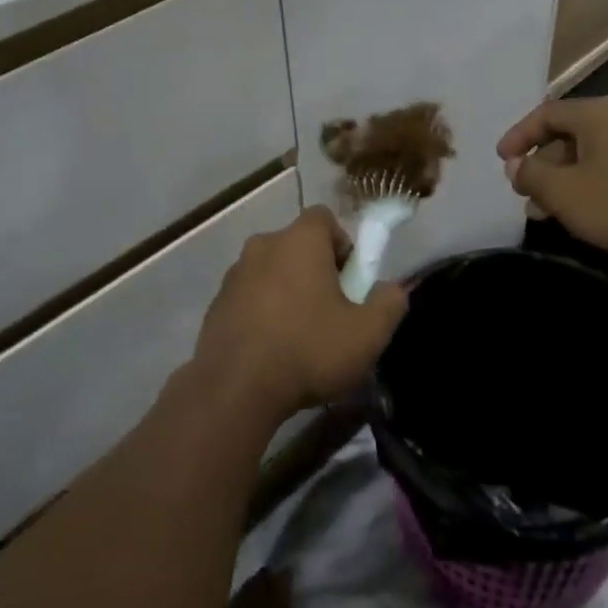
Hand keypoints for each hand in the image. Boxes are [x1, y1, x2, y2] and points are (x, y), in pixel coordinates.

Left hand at [192, 207, 407, 424]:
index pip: (324, 219)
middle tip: (332, 314)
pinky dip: (263, 313)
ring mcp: (234, 274)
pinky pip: (250, 297)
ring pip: (272, 272)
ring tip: (301, 338)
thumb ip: (389, 303)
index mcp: (299, 240)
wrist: (234, 389)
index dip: (343, 245)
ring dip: (288, 293)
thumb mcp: (367, 334)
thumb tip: (392, 289)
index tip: (350, 282)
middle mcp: (263, 245)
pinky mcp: (216, 303)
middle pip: (298, 247)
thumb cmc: (307, 351)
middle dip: (317, 272)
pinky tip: (272, 351)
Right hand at [497, 96, 607, 267]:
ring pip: (589, 153)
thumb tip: (516, 165)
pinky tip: (581, 211)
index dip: (518, 136)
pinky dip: (588, 182)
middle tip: (523, 192)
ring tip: (544, 210)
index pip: (545, 114)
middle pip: (567, 133)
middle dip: (540, 163)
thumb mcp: (564, 192)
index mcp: (598, 113)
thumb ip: (531, 174)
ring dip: (562, 178)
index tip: (502, 161)